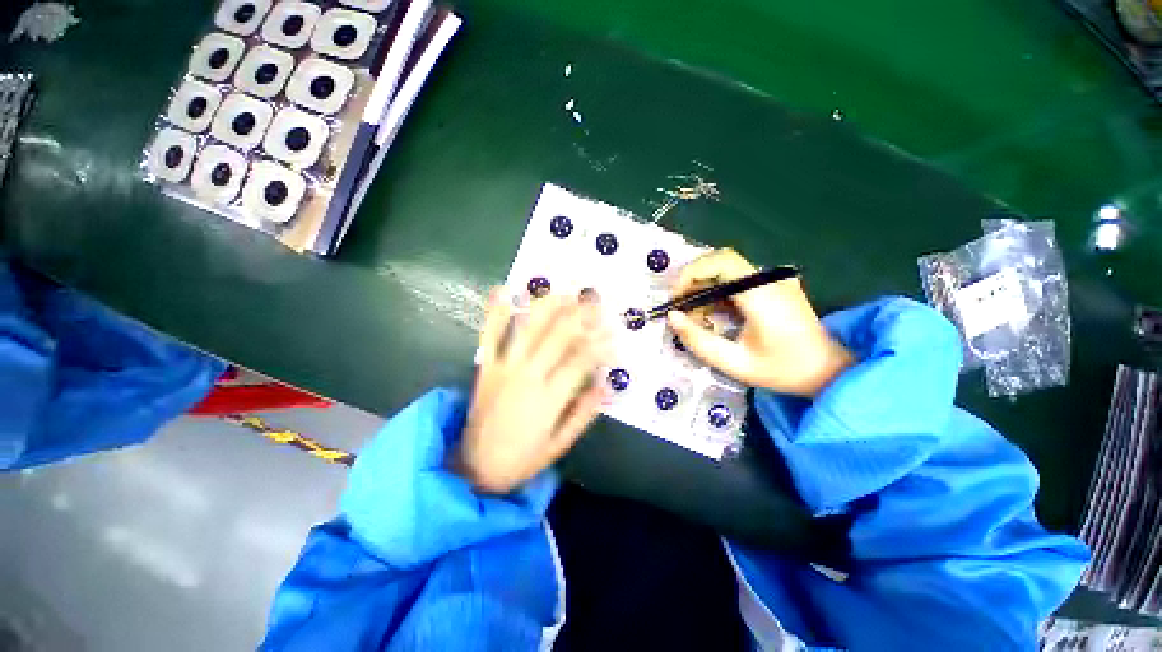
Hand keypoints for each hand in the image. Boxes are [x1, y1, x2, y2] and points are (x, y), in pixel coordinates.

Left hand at [455, 291, 611, 493]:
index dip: (600, 345)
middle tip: (596, 302)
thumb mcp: (560, 444)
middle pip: (558, 335)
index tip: (614, 335)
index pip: (581, 360)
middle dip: (581, 315)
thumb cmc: (522, 458)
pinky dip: (495, 312)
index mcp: (548, 398)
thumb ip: (584, 413)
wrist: (475, 467)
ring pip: (528, 327)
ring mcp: (503, 366)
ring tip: (565, 294)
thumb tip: (606, 384)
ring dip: (548, 306)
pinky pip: (488, 334)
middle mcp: (527, 375)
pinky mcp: (485, 366)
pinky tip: (503, 289)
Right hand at [666, 248, 853, 397]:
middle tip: (679, 307)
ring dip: (703, 287)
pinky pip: (736, 279)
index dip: (692, 272)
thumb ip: (698, 340)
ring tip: (694, 315)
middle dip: (693, 280)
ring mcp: (774, 280)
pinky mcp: (773, 285)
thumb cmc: (782, 370)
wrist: (826, 371)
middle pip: (721, 261)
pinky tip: (712, 313)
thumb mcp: (734, 363)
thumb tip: (672, 317)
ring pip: (726, 269)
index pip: (722, 262)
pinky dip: (717, 291)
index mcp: (763, 295)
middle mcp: (769, 280)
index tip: (676, 297)